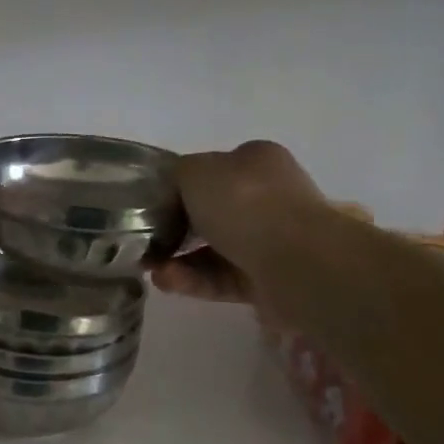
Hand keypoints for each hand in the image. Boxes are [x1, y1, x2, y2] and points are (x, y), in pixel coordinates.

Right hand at [151, 141, 323, 309]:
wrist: (298, 263)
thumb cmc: (246, 203)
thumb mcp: (195, 171)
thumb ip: (176, 176)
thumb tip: (173, 192)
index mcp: (256, 162)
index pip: (212, 170)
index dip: (180, 187)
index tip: (151, 206)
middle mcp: (268, 197)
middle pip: (211, 213)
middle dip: (174, 229)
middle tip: (145, 241)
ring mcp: (271, 241)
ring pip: (213, 249)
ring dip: (178, 259)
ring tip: (151, 269)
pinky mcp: (268, 280)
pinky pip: (222, 278)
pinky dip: (193, 280)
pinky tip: (166, 281)